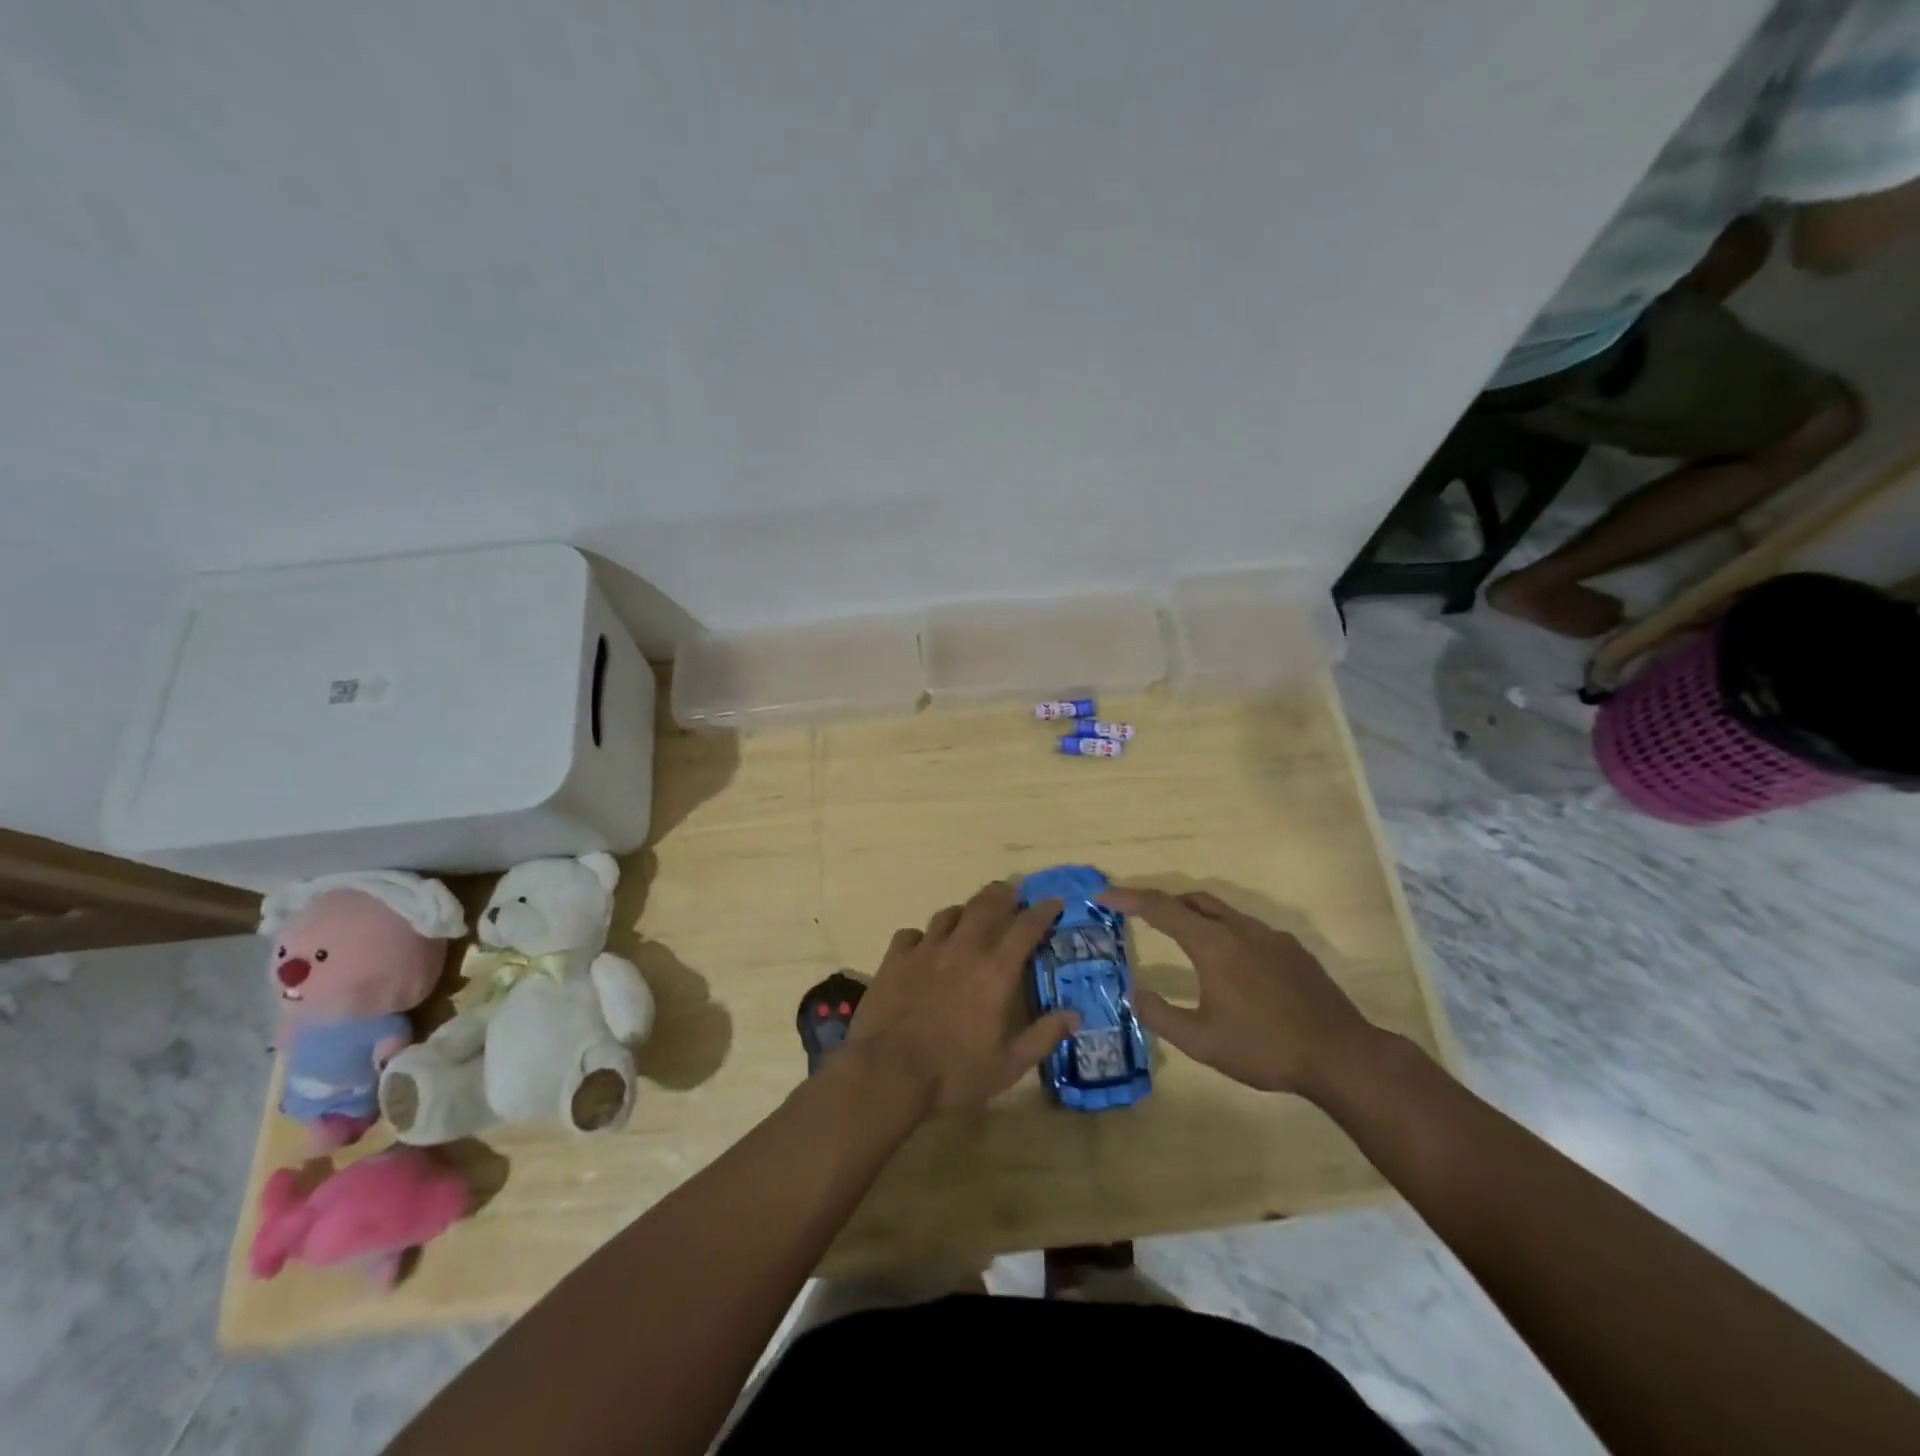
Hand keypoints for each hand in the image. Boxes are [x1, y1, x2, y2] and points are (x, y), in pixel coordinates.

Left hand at [848, 881, 1080, 1114]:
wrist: (889, 1071)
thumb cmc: (954, 1072)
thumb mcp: (1008, 1065)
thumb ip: (1043, 1037)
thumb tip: (1075, 1015)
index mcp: (995, 971)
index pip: (1025, 927)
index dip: (1043, 911)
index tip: (1053, 902)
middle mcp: (963, 949)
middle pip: (986, 905)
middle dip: (1002, 894)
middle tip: (1011, 894)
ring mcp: (926, 950)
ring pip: (949, 914)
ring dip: (965, 911)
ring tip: (970, 917)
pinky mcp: (895, 958)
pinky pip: (911, 934)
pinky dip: (922, 936)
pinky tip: (923, 947)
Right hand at [1103, 887, 1380, 1098]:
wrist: (1341, 1055)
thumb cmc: (1264, 1047)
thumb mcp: (1201, 1041)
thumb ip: (1161, 1016)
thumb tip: (1134, 994)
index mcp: (1213, 944)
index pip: (1161, 908)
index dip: (1129, 898)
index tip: (1105, 896)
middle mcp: (1240, 929)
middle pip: (1193, 900)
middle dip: (1162, 902)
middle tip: (1140, 915)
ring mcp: (1270, 936)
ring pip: (1223, 912)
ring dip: (1195, 917)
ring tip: (1181, 940)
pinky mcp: (1292, 950)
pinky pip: (1248, 929)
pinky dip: (1224, 932)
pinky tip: (1230, 966)